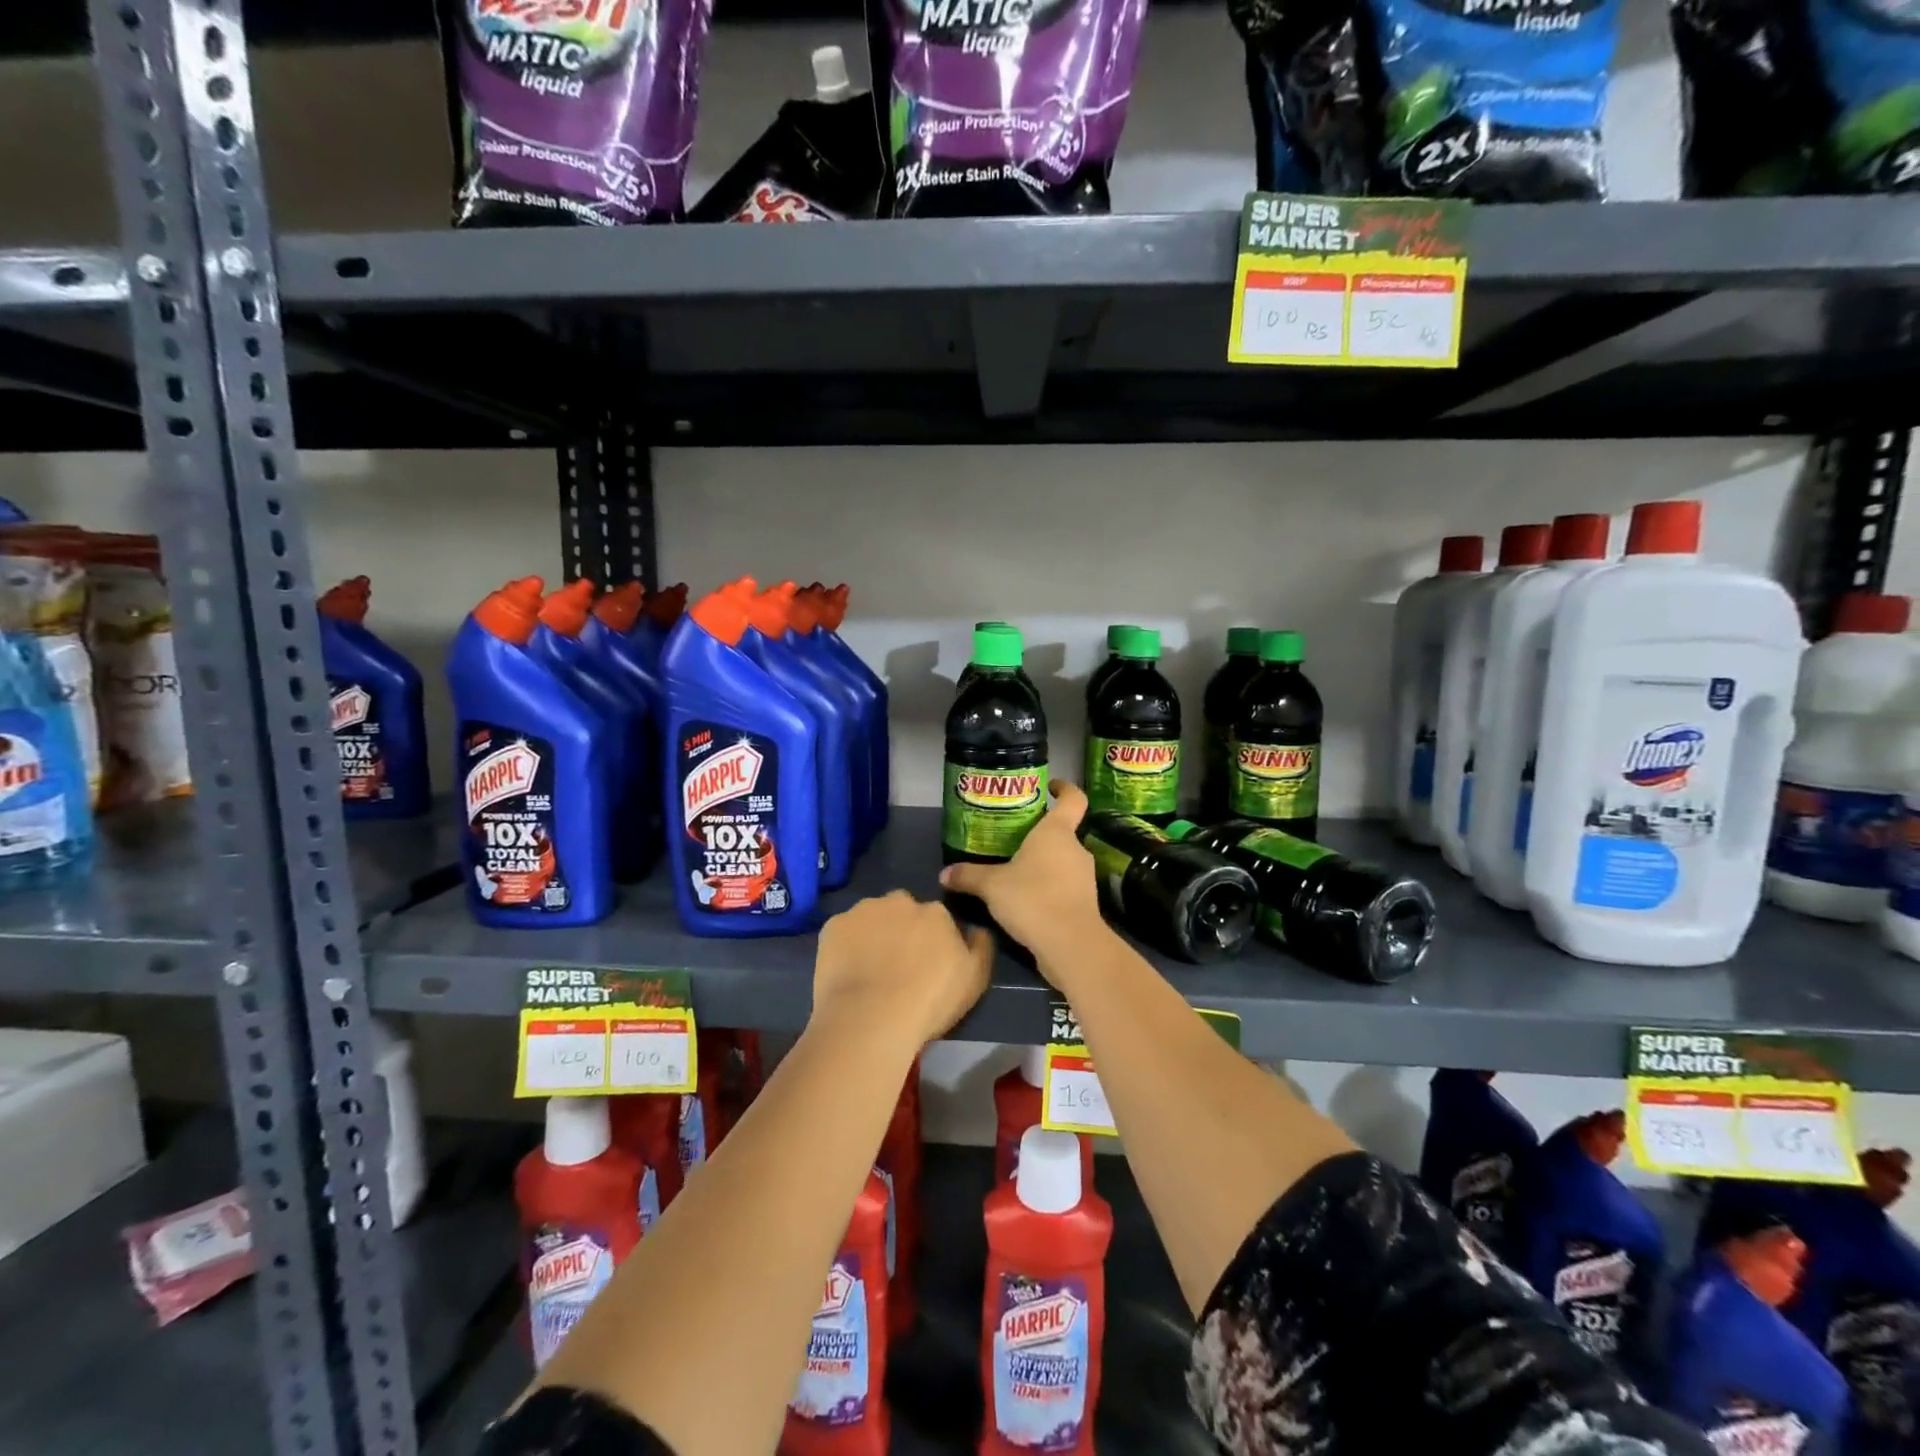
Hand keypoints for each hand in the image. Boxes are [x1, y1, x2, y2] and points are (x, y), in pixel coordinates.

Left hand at [812, 891, 993, 1050]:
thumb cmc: (929, 1001)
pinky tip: (847, 971)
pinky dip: (846, 945)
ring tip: (869, 970)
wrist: (871, 1018)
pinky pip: (844, 931)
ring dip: (873, 934)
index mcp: (935, 912)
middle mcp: (899, 901)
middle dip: (901, 929)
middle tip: (897, 965)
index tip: (925, 964)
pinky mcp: (833, 925)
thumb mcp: (975, 979)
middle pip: (902, 911)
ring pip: (871, 917)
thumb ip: (980, 946)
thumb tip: (976, 929)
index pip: (936, 918)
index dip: (931, 941)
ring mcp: (863, 910)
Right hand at [938, 781, 1107, 969]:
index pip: (1072, 799)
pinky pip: (1064, 886)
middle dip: (1040, 834)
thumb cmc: (1032, 899)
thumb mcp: (992, 886)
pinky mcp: (1085, 903)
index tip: (1050, 786)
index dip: (1064, 788)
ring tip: (1016, 871)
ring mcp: (1084, 877)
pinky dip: (1049, 888)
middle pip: (1063, 832)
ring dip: (1044, 864)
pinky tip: (1027, 900)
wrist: (1070, 945)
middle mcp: (1076, 849)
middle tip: (1014, 838)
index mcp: (1057, 832)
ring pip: (1063, 861)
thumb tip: (944, 874)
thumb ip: (969, 876)